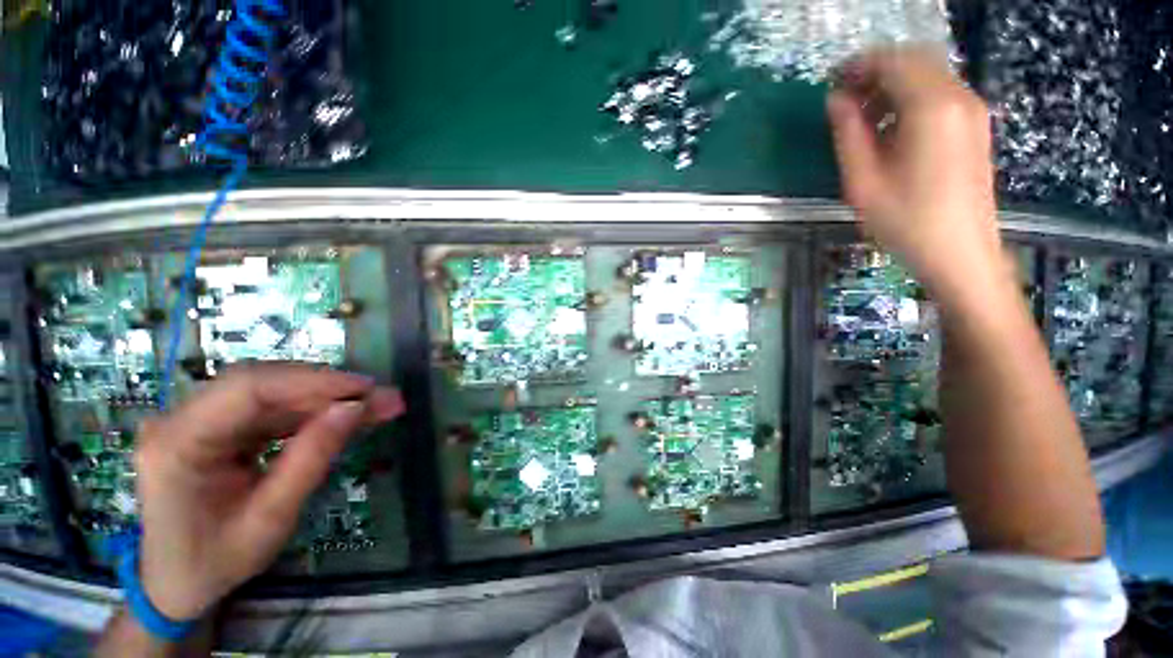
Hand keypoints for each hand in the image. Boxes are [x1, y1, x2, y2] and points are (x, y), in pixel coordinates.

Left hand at [134, 364, 403, 619]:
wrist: (176, 582)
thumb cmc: (215, 562)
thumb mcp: (269, 520)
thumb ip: (310, 461)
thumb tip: (354, 409)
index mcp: (177, 444)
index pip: (247, 389)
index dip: (311, 382)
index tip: (365, 388)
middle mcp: (181, 420)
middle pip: (262, 384)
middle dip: (328, 388)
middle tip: (383, 396)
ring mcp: (198, 420)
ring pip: (273, 392)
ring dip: (327, 398)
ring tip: (376, 405)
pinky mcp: (217, 426)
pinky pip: (272, 408)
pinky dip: (314, 411)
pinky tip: (346, 416)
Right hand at [827, 46, 1006, 304]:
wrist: (961, 253)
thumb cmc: (906, 222)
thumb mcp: (863, 182)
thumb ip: (848, 134)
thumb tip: (835, 100)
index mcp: (931, 108)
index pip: (892, 61)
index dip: (857, 65)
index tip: (830, 82)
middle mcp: (958, 97)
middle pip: (914, 60)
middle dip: (875, 71)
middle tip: (843, 97)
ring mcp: (972, 110)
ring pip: (928, 73)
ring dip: (892, 83)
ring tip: (862, 114)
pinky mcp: (975, 125)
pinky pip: (940, 92)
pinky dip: (911, 96)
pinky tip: (891, 125)